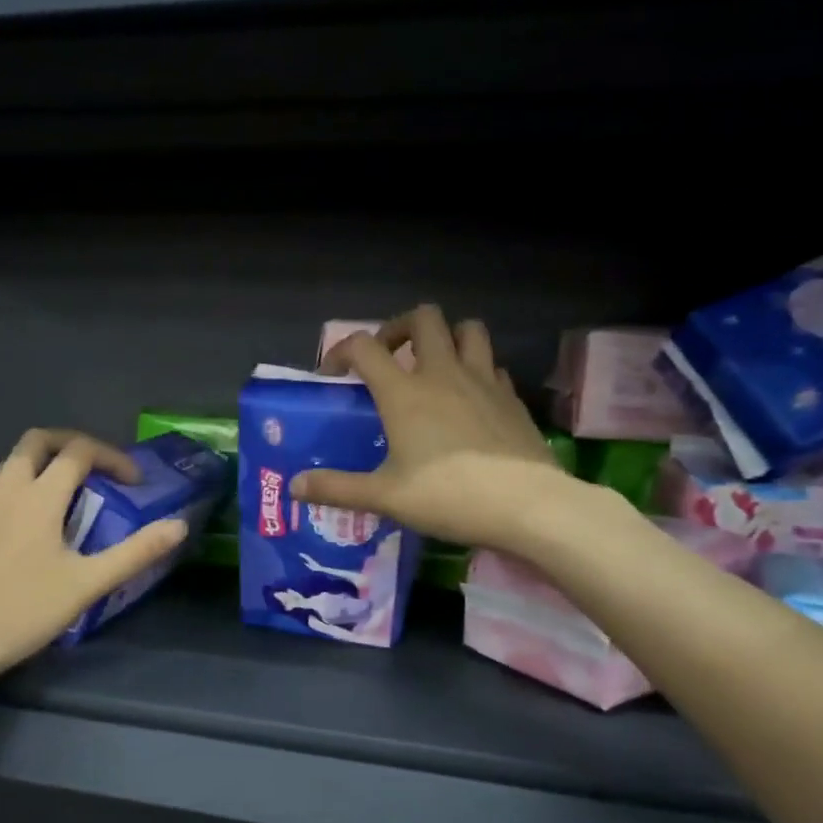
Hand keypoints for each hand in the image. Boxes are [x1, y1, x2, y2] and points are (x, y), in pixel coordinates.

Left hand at [0, 429, 188, 684]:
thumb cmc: (25, 612)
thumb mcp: (88, 584)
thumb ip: (136, 552)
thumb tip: (178, 526)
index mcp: (39, 496)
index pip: (79, 451)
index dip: (112, 457)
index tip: (132, 483)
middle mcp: (3, 488)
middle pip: (36, 441)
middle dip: (70, 444)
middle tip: (94, 470)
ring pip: (9, 466)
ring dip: (39, 469)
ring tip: (61, 503)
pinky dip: (13, 497)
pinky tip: (20, 535)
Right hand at [293, 304, 578, 551]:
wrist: (527, 505)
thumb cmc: (448, 496)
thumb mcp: (385, 497)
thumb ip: (337, 488)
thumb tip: (295, 486)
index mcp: (405, 392)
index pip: (365, 347)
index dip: (342, 350)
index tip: (334, 373)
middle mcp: (443, 373)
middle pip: (424, 318)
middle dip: (399, 327)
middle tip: (389, 357)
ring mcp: (483, 380)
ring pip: (467, 329)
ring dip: (446, 337)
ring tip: (433, 366)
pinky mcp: (511, 396)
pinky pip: (491, 365)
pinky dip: (476, 369)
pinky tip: (469, 398)